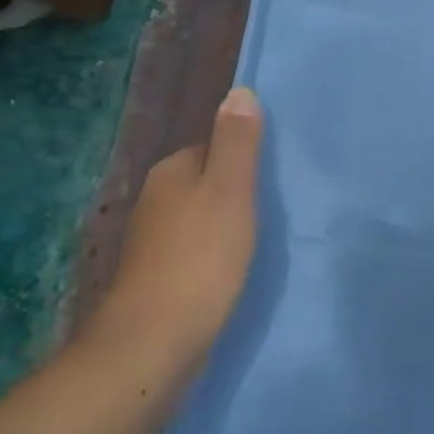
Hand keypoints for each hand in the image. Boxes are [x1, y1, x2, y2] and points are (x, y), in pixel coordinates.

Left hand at [75, 88, 264, 381]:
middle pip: (208, 181)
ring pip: (203, 217)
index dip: (248, 157)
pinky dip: (217, 254)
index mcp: (171, 171)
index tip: (278, 176)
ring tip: (265, 239)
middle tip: (279, 208)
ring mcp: (155, 241)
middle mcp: (157, 199)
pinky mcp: (160, 276)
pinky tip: (237, 270)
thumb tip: (240, 91)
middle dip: (239, 191)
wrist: (154, 343)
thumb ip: (237, 143)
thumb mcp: (230, 192)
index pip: (215, 145)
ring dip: (230, 224)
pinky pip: (198, 249)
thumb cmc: (200, 259)